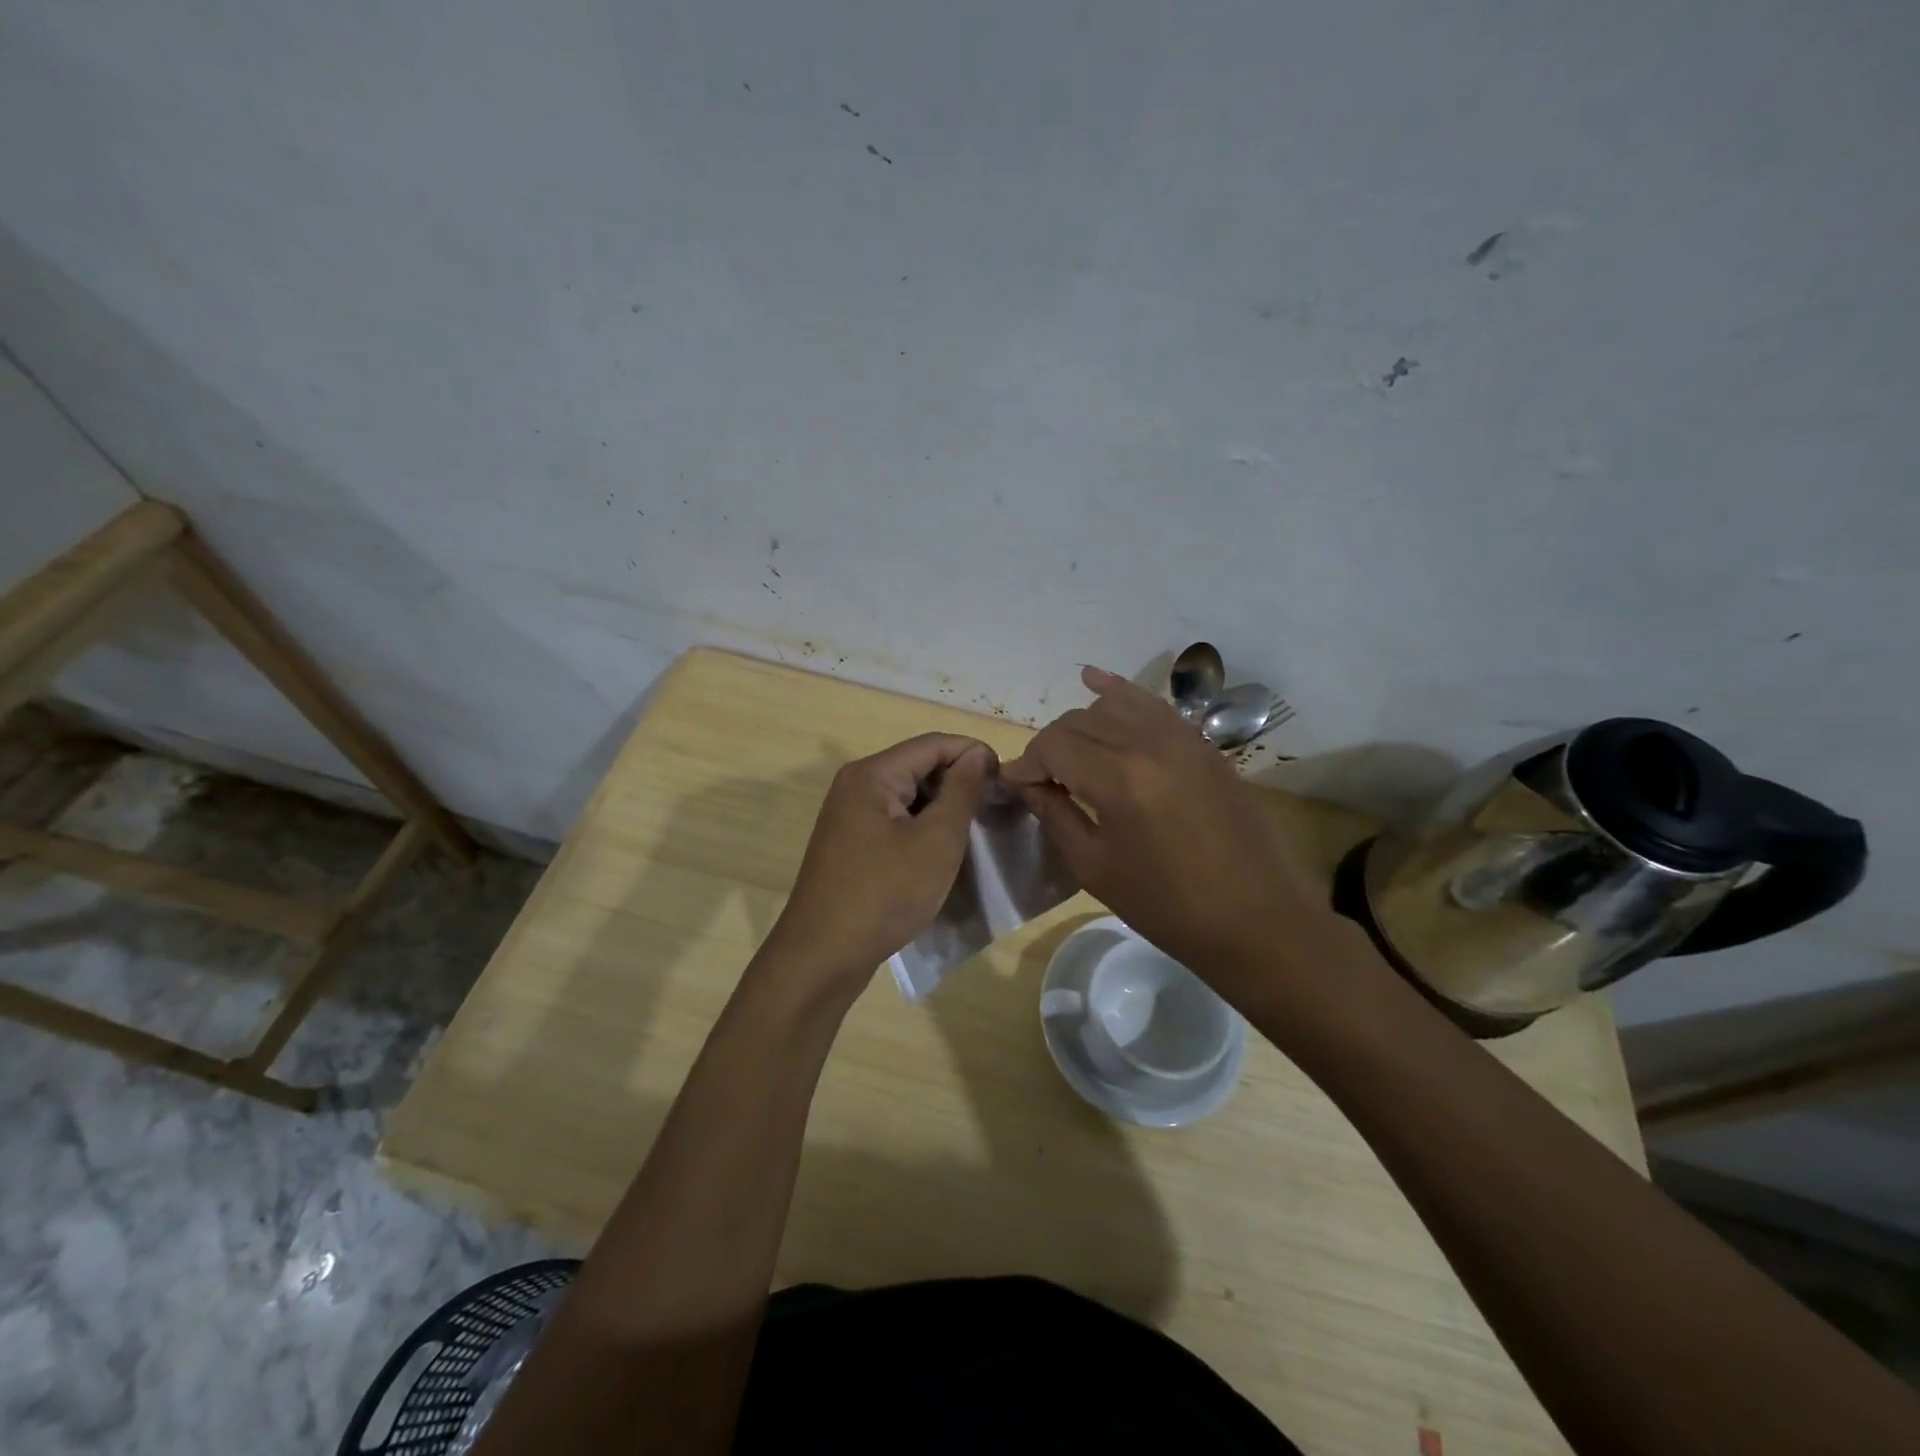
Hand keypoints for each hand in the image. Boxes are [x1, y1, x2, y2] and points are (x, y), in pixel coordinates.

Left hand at [764, 733, 997, 1000]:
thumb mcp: (936, 841)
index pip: (933, 744)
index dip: (974, 753)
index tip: (1008, 780)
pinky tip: (943, 850)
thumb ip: (961, 791)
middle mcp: (856, 785)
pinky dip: (922, 827)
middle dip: (959, 781)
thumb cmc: (885, 894)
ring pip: (908, 796)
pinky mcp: (851, 844)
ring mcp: (850, 816)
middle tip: (996, 808)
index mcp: (872, 775)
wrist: (823, 957)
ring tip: (977, 829)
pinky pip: (895, 821)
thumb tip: (978, 753)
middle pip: (918, 766)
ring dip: (942, 807)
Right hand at [1003, 667, 1332, 986]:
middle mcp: (1149, 743)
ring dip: (1081, 725)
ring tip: (1071, 755)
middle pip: (1079, 721)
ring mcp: (1182, 737)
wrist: (1254, 918)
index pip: (1053, 745)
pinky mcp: (1202, 742)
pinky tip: (1094, 681)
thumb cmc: (1166, 905)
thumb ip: (1054, 814)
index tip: (1014, 785)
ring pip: (1113, 705)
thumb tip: (1024, 782)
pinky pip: (1152, 704)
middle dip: (1050, 746)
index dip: (1026, 763)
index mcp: (1119, 779)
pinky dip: (1119, 692)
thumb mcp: (1094, 867)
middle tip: (1041, 780)